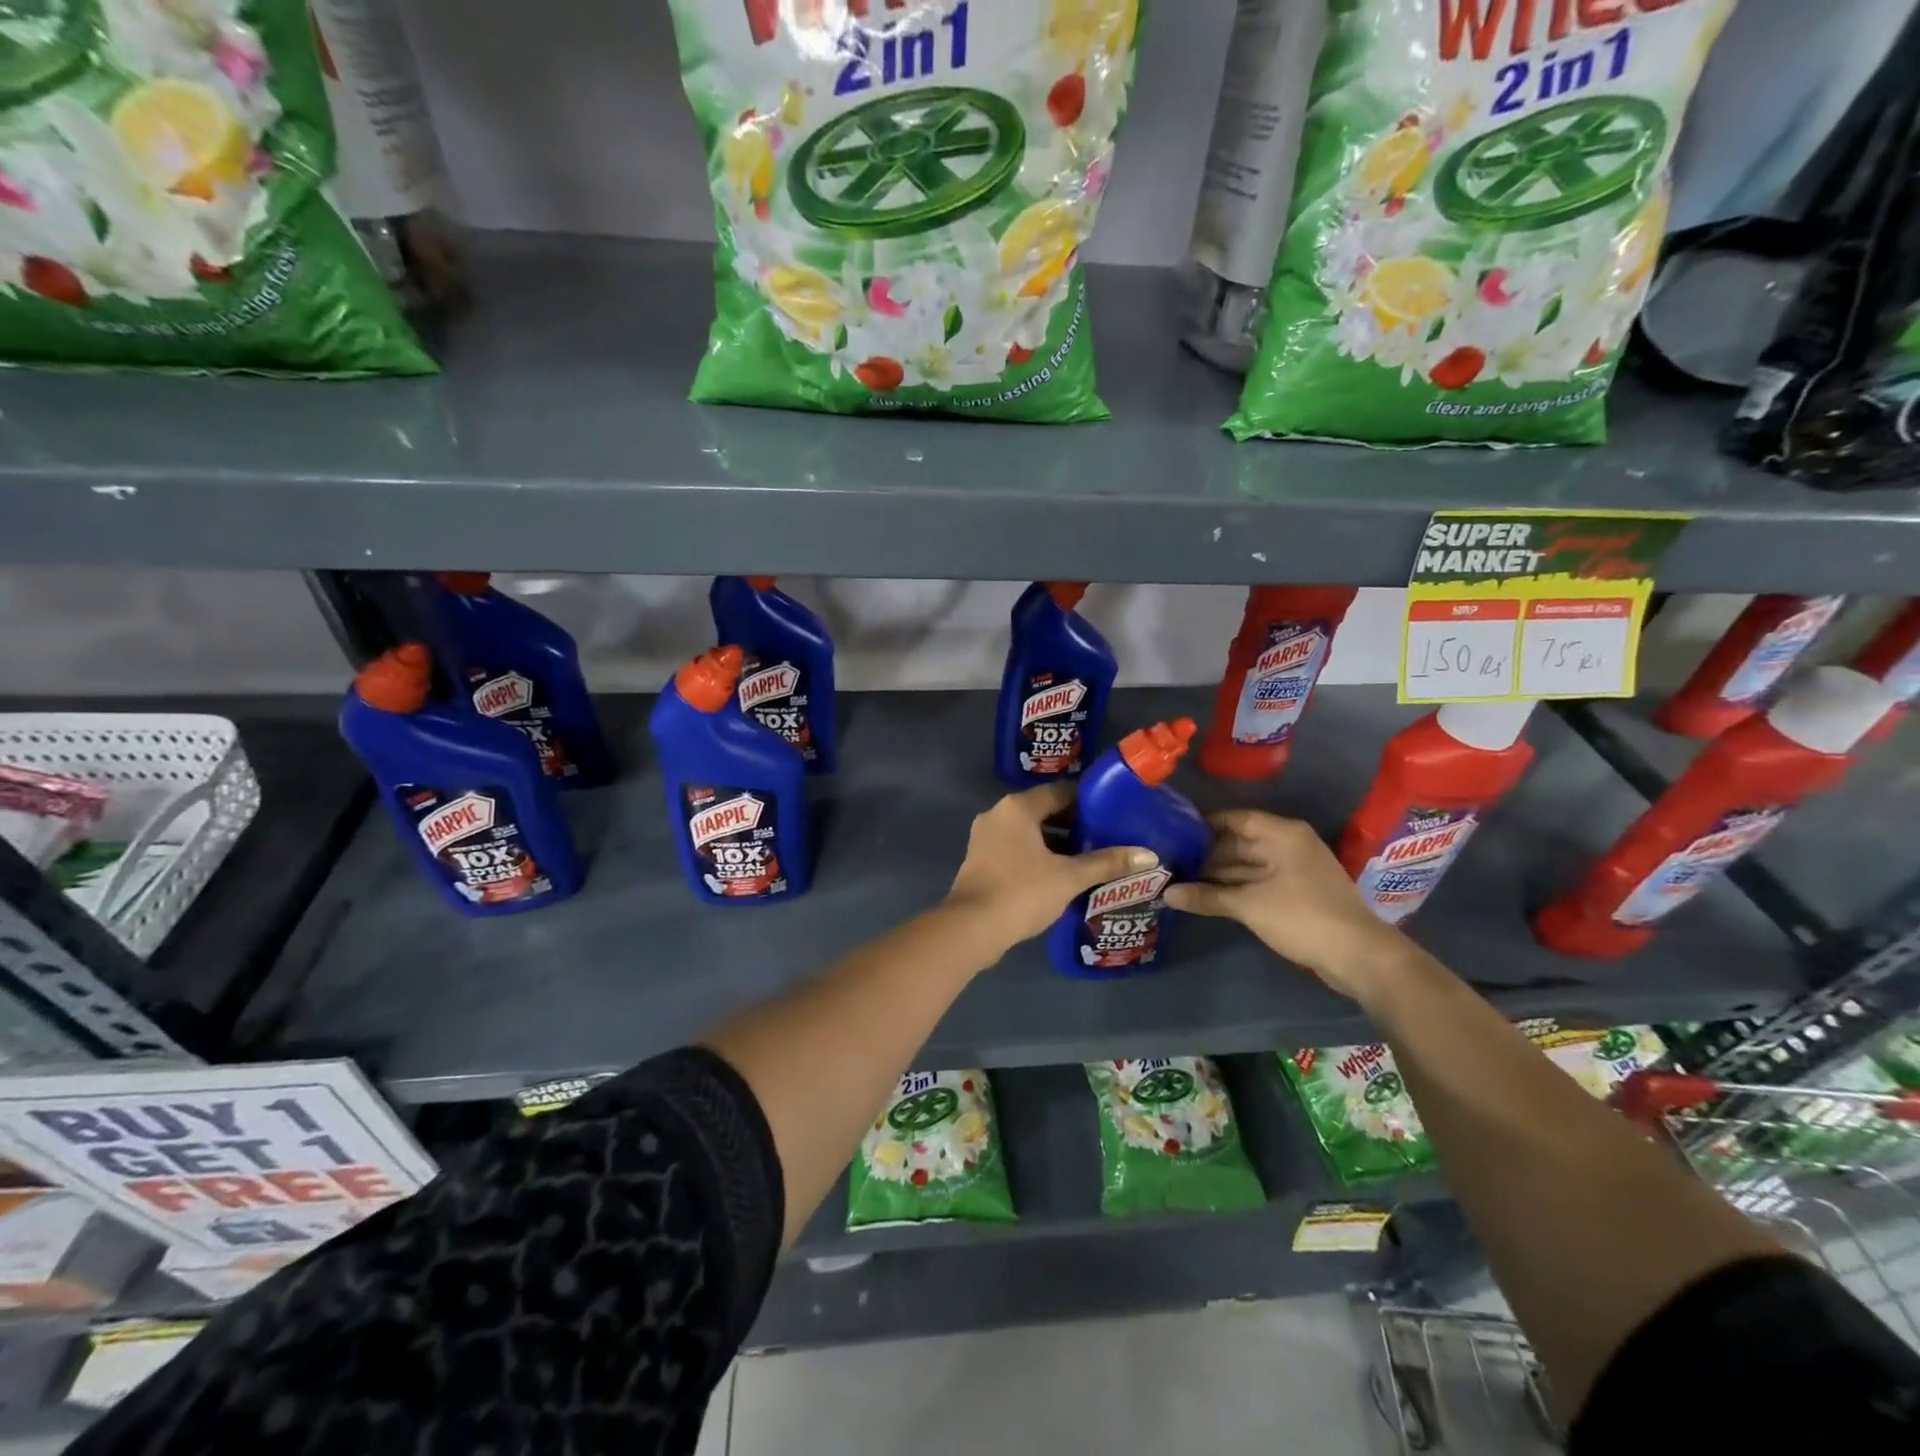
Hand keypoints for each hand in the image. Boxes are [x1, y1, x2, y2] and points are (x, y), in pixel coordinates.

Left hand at [944, 783, 1156, 957]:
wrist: (971, 928)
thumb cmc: (1022, 891)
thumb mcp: (1070, 877)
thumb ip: (1107, 863)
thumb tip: (1148, 855)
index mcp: (1018, 807)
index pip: (1060, 792)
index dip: (1089, 803)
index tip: (1114, 815)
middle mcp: (998, 815)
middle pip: (1044, 811)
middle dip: (1075, 825)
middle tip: (1108, 838)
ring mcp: (985, 838)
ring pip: (1030, 833)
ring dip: (1057, 844)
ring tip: (1091, 858)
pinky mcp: (981, 861)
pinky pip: (1017, 849)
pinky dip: (1039, 857)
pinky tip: (1062, 876)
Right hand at [1163, 810, 1403, 997]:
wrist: (1358, 955)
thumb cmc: (1302, 916)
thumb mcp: (1249, 906)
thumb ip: (1206, 897)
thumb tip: (1165, 894)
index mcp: (1282, 834)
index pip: (1234, 819)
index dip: (1203, 826)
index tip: (1172, 834)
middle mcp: (1288, 844)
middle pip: (1239, 842)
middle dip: (1206, 854)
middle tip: (1170, 861)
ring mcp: (1294, 869)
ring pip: (1247, 865)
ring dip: (1218, 874)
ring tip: (1180, 879)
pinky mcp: (1297, 892)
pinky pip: (1258, 881)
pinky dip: (1235, 887)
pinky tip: (1207, 896)